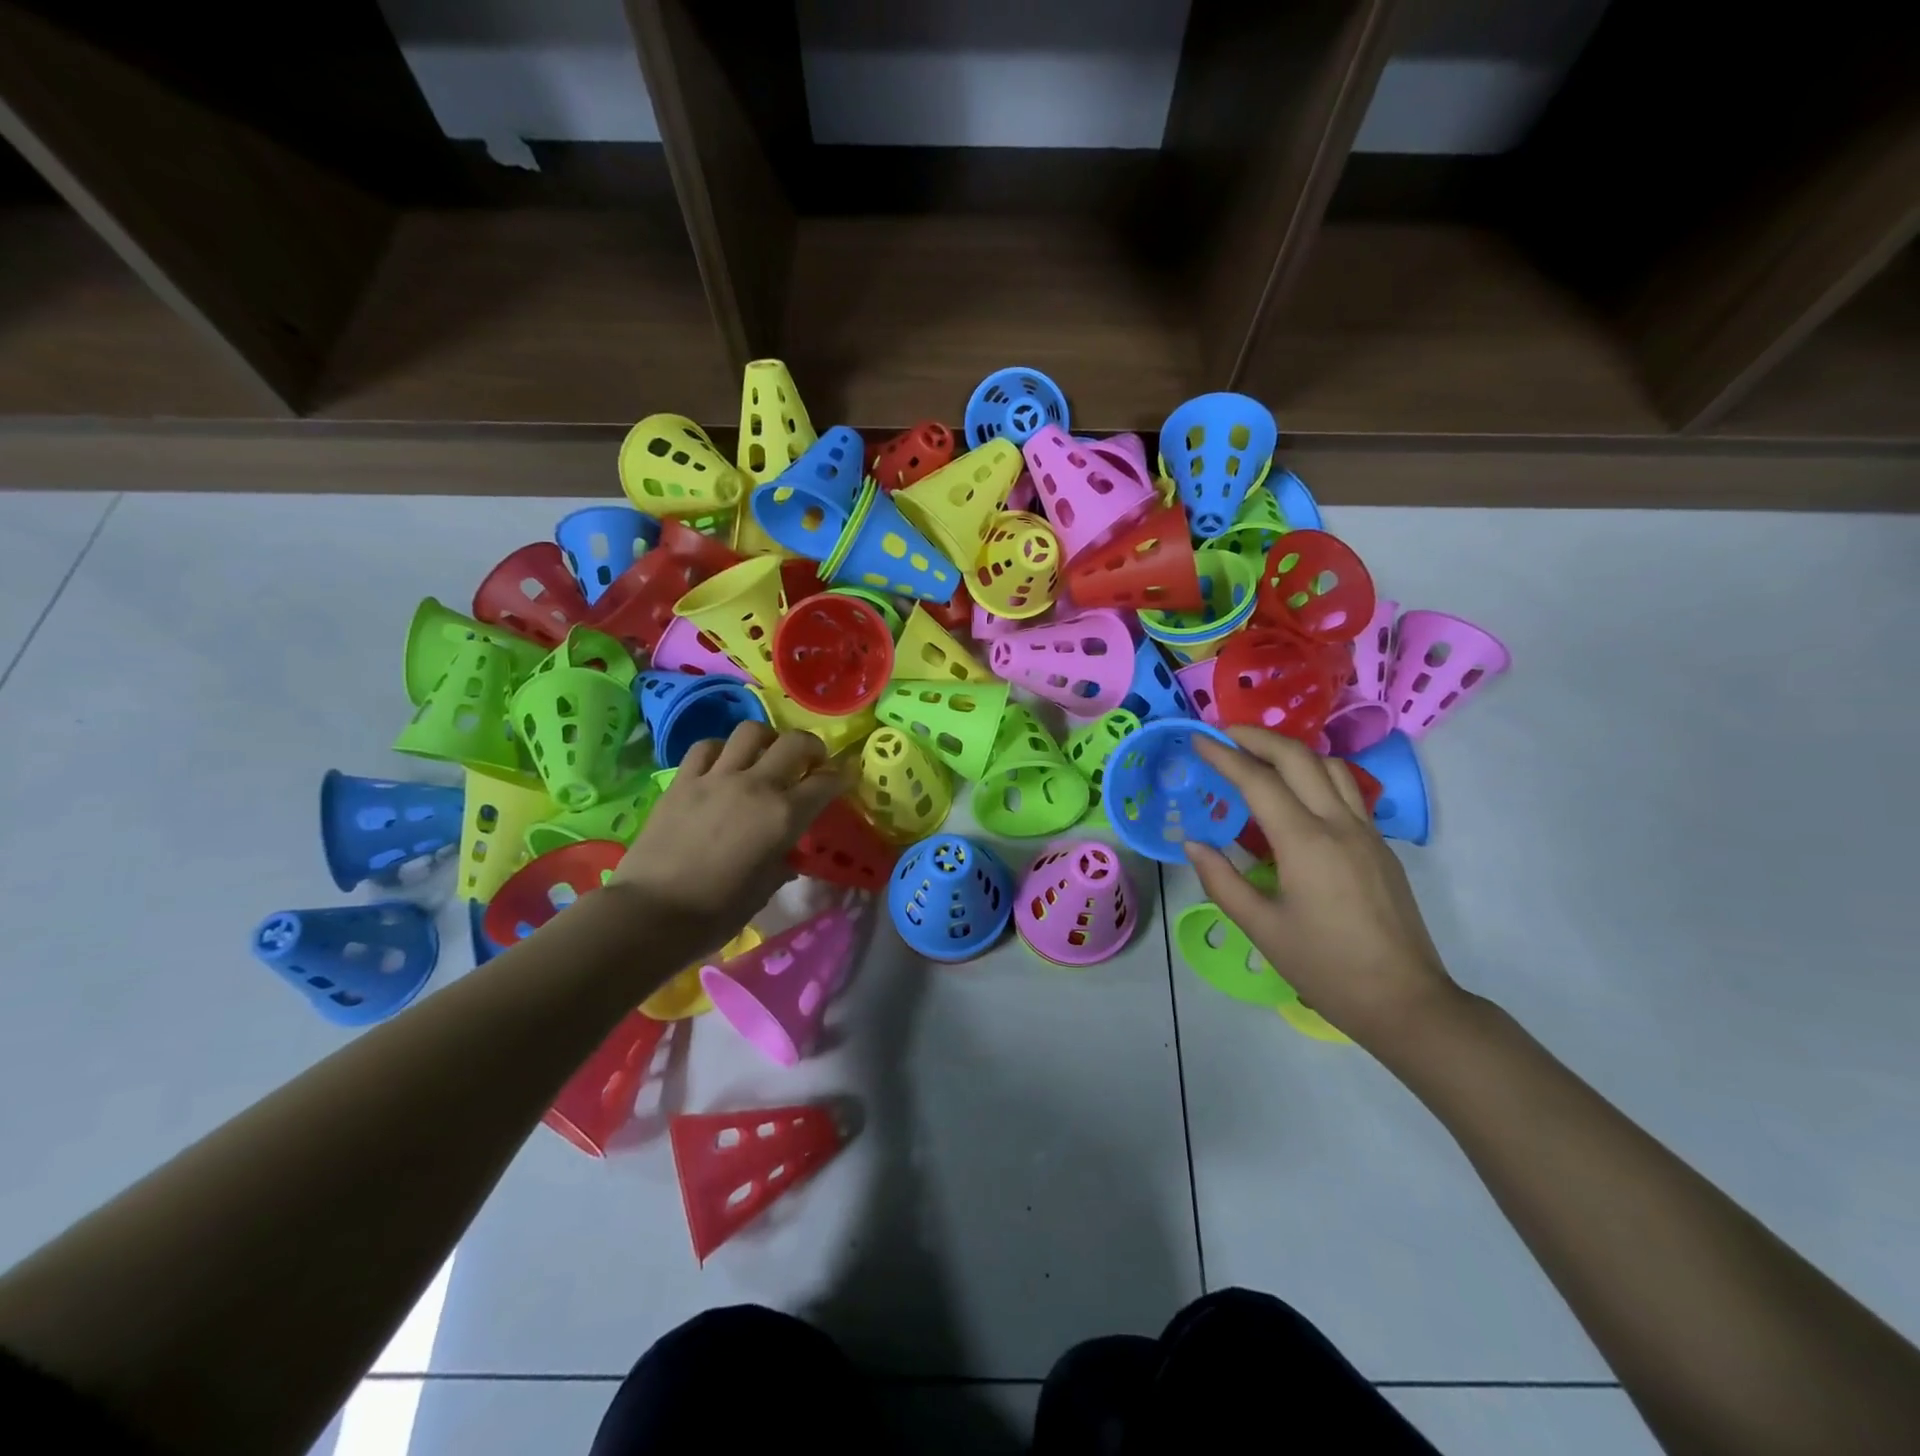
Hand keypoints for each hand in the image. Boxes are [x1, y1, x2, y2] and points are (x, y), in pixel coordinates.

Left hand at [614, 722, 850, 955]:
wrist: (650, 914)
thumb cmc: (716, 912)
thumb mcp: (764, 890)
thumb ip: (782, 861)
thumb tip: (787, 851)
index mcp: (783, 817)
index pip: (825, 784)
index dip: (840, 778)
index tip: (844, 779)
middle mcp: (755, 786)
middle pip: (794, 743)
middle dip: (811, 748)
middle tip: (811, 762)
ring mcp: (716, 778)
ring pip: (751, 732)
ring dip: (767, 740)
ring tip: (766, 756)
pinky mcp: (682, 781)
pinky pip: (707, 747)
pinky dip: (722, 749)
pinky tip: (722, 764)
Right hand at [1187, 727, 1458, 1049]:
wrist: (1405, 1002)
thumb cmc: (1326, 968)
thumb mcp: (1261, 928)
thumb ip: (1221, 880)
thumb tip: (1193, 843)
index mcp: (1305, 843)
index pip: (1258, 781)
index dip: (1225, 756)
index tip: (1198, 740)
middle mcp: (1339, 825)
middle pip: (1299, 758)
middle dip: (1258, 738)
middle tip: (1224, 734)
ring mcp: (1367, 833)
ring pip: (1330, 768)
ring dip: (1291, 752)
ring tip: (1258, 755)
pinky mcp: (1380, 847)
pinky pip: (1345, 792)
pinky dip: (1313, 776)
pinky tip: (1294, 796)